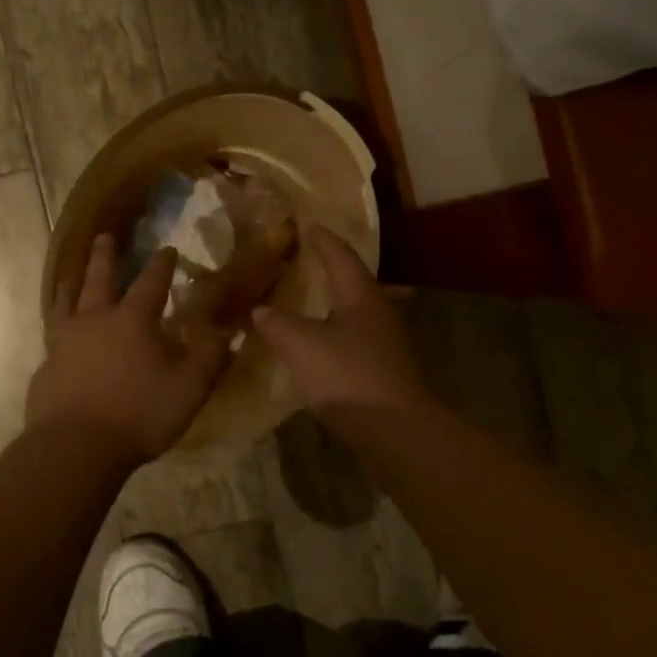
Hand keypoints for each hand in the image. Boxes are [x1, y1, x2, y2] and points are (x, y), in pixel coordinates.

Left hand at [27, 235, 230, 464]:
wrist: (76, 448)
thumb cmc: (139, 414)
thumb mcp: (190, 387)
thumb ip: (209, 354)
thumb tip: (222, 327)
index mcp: (132, 320)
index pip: (151, 282)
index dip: (162, 264)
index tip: (168, 248)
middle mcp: (94, 320)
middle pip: (98, 279)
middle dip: (105, 256)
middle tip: (104, 236)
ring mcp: (64, 342)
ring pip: (65, 301)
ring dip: (72, 282)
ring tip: (71, 274)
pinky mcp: (46, 366)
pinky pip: (52, 333)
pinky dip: (57, 322)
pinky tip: (58, 331)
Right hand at [251, 225, 432, 415]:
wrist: (396, 432)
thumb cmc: (350, 378)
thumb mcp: (303, 346)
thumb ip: (278, 324)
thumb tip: (259, 310)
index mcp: (362, 296)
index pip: (341, 256)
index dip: (322, 240)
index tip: (307, 224)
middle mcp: (378, 313)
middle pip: (352, 281)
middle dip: (327, 268)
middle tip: (301, 259)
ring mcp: (384, 343)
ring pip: (352, 312)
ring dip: (329, 303)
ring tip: (303, 299)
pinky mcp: (382, 370)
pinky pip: (351, 338)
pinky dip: (330, 332)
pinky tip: (315, 343)